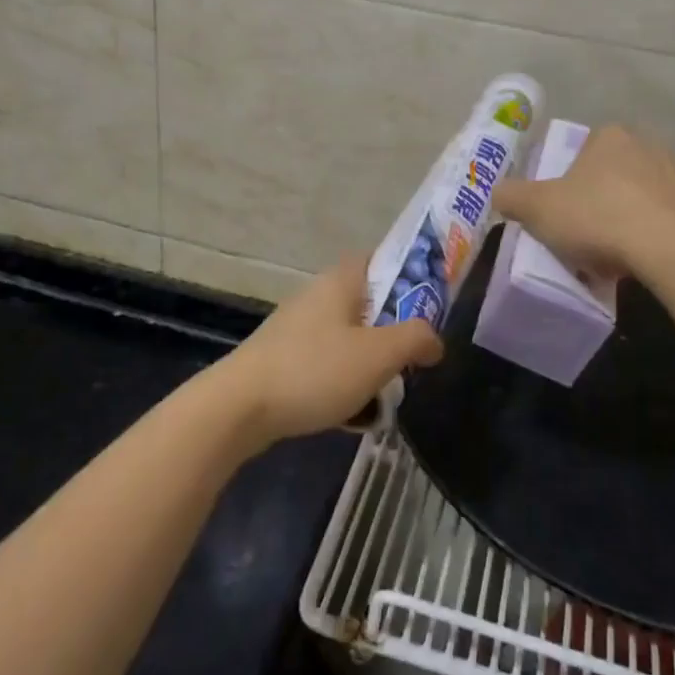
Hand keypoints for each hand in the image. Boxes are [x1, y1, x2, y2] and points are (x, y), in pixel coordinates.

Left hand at [217, 254, 443, 447]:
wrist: (239, 407)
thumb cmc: (315, 369)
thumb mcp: (379, 354)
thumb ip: (416, 340)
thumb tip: (435, 341)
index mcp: (342, 280)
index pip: (384, 260)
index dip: (411, 278)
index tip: (432, 309)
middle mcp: (318, 295)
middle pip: (370, 304)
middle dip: (394, 333)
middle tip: (412, 361)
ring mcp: (298, 327)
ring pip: (350, 339)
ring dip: (370, 364)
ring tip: (384, 396)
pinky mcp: (284, 358)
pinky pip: (327, 364)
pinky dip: (344, 383)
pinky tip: (351, 414)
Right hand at [492, 124, 674, 282]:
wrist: (674, 250)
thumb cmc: (599, 219)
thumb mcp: (538, 209)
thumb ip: (512, 196)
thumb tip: (498, 192)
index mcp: (609, 136)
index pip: (583, 151)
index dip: (570, 182)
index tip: (566, 212)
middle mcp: (649, 143)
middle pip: (615, 172)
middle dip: (602, 198)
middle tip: (589, 234)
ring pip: (645, 194)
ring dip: (632, 216)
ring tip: (619, 254)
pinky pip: (672, 216)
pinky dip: (659, 232)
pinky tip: (648, 259)